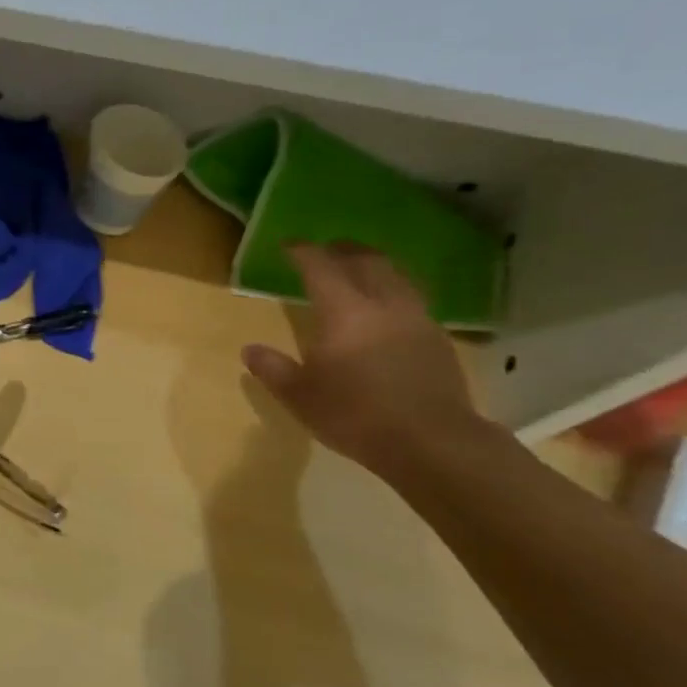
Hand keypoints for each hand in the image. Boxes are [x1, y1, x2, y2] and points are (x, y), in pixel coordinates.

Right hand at [241, 243, 481, 477]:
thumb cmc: (355, 415)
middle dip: (344, 250)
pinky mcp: (438, 339)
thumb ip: (272, 369)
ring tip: (361, 272)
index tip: (289, 245)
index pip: (320, 267)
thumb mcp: (300, 396)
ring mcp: (416, 319)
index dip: (303, 252)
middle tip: (328, 250)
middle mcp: (383, 304)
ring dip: (375, 266)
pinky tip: (387, 312)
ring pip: (396, 276)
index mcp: (344, 311)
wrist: (431, 442)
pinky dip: (394, 293)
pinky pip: (412, 300)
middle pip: (366, 261)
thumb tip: (249, 350)